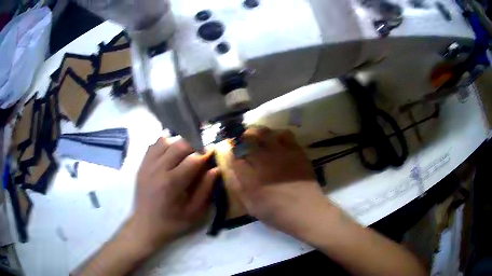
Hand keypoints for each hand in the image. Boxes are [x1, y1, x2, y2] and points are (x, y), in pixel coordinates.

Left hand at [129, 137, 217, 249]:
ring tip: (186, 152)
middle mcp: (158, 169)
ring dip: (179, 143)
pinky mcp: (142, 164)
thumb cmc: (173, 222)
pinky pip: (154, 145)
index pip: (193, 159)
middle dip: (195, 144)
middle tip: (202, 150)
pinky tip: (171, 153)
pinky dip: (165, 144)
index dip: (206, 153)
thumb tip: (215, 169)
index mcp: (172, 183)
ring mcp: (147, 165)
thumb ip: (206, 189)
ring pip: (165, 140)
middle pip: (179, 144)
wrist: (146, 225)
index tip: (213, 151)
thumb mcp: (194, 212)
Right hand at [229, 127, 331, 237]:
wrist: (305, 211)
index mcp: (249, 174)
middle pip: (246, 138)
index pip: (233, 154)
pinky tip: (277, 142)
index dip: (228, 149)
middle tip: (241, 142)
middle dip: (240, 138)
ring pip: (263, 132)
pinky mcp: (295, 150)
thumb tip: (230, 169)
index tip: (228, 150)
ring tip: (257, 138)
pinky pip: (284, 134)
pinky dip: (277, 135)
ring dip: (256, 133)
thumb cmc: (276, 212)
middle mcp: (262, 159)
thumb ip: (237, 186)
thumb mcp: (250, 205)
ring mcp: (280, 152)